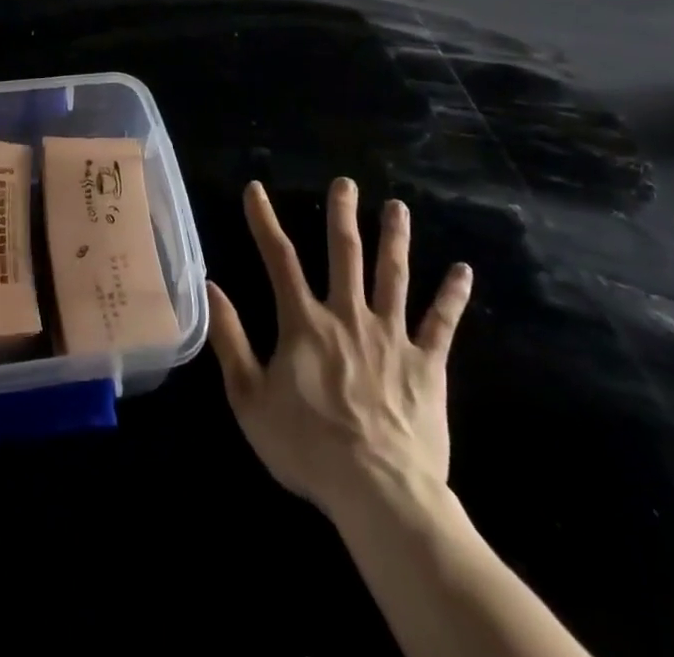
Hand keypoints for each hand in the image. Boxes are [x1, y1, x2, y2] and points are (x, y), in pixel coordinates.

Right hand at [207, 180, 471, 524]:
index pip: (279, 258)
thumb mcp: (250, 398)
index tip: (256, 188)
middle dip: (341, 214)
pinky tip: (463, 270)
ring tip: (398, 206)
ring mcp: (391, 336)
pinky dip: (452, 296)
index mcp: (304, 322)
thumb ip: (230, 339)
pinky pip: (442, 324)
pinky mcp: (426, 364)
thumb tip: (210, 287)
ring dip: (395, 238)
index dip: (264, 220)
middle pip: (344, 254)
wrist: (379, 492)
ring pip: (393, 276)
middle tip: (345, 182)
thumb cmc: (307, 447)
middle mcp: (347, 315)